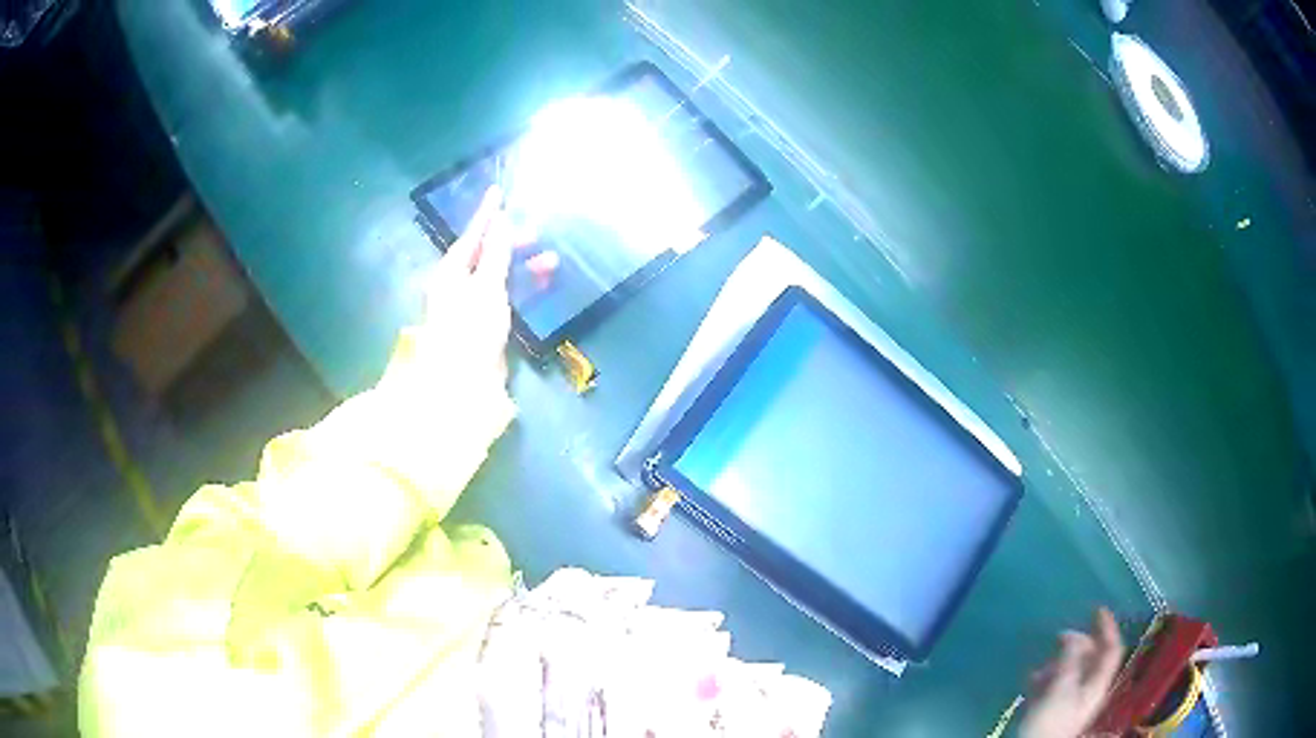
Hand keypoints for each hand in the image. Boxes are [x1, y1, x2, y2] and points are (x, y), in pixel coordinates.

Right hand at [1019, 608, 1124, 737]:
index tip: (1097, 609)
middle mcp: (1090, 688)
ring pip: (1072, 671)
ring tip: (1041, 668)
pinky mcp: (1056, 709)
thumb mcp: (1061, 688)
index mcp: (1097, 682)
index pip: (1111, 649)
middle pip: (1091, 658)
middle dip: (1076, 646)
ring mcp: (1073, 700)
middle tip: (1058, 638)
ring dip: (1058, 663)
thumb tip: (1074, 635)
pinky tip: (1033, 680)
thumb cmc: (1052, 720)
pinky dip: (1047, 678)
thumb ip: (1069, 660)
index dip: (1107, 627)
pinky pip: (1057, 685)